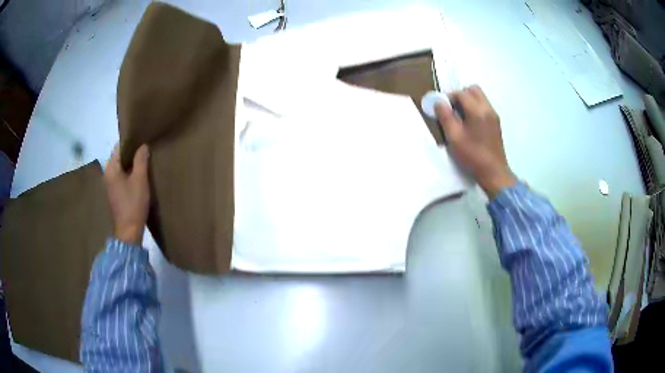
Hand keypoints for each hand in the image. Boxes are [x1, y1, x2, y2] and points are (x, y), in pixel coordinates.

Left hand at [104, 144, 149, 244]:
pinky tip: (139, 177)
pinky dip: (129, 174)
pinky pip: (121, 177)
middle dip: (131, 153)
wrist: (128, 231)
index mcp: (111, 168)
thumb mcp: (140, 180)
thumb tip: (143, 146)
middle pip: (119, 157)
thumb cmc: (133, 204)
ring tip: (144, 162)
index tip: (143, 140)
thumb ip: (141, 160)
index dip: (131, 142)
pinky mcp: (115, 194)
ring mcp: (110, 185)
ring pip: (121, 168)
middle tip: (146, 151)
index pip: (119, 147)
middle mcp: (107, 174)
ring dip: (131, 165)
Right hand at [436, 85, 515, 197]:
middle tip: (452, 109)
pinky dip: (475, 109)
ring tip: (460, 118)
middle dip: (461, 95)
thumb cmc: (472, 156)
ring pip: (480, 98)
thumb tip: (439, 102)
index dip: (449, 97)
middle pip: (473, 89)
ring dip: (468, 102)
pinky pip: (484, 107)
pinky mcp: (496, 124)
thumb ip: (445, 117)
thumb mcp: (454, 137)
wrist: (493, 172)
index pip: (461, 93)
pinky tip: (470, 125)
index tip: (442, 108)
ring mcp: (494, 116)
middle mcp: (488, 108)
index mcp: (477, 110)